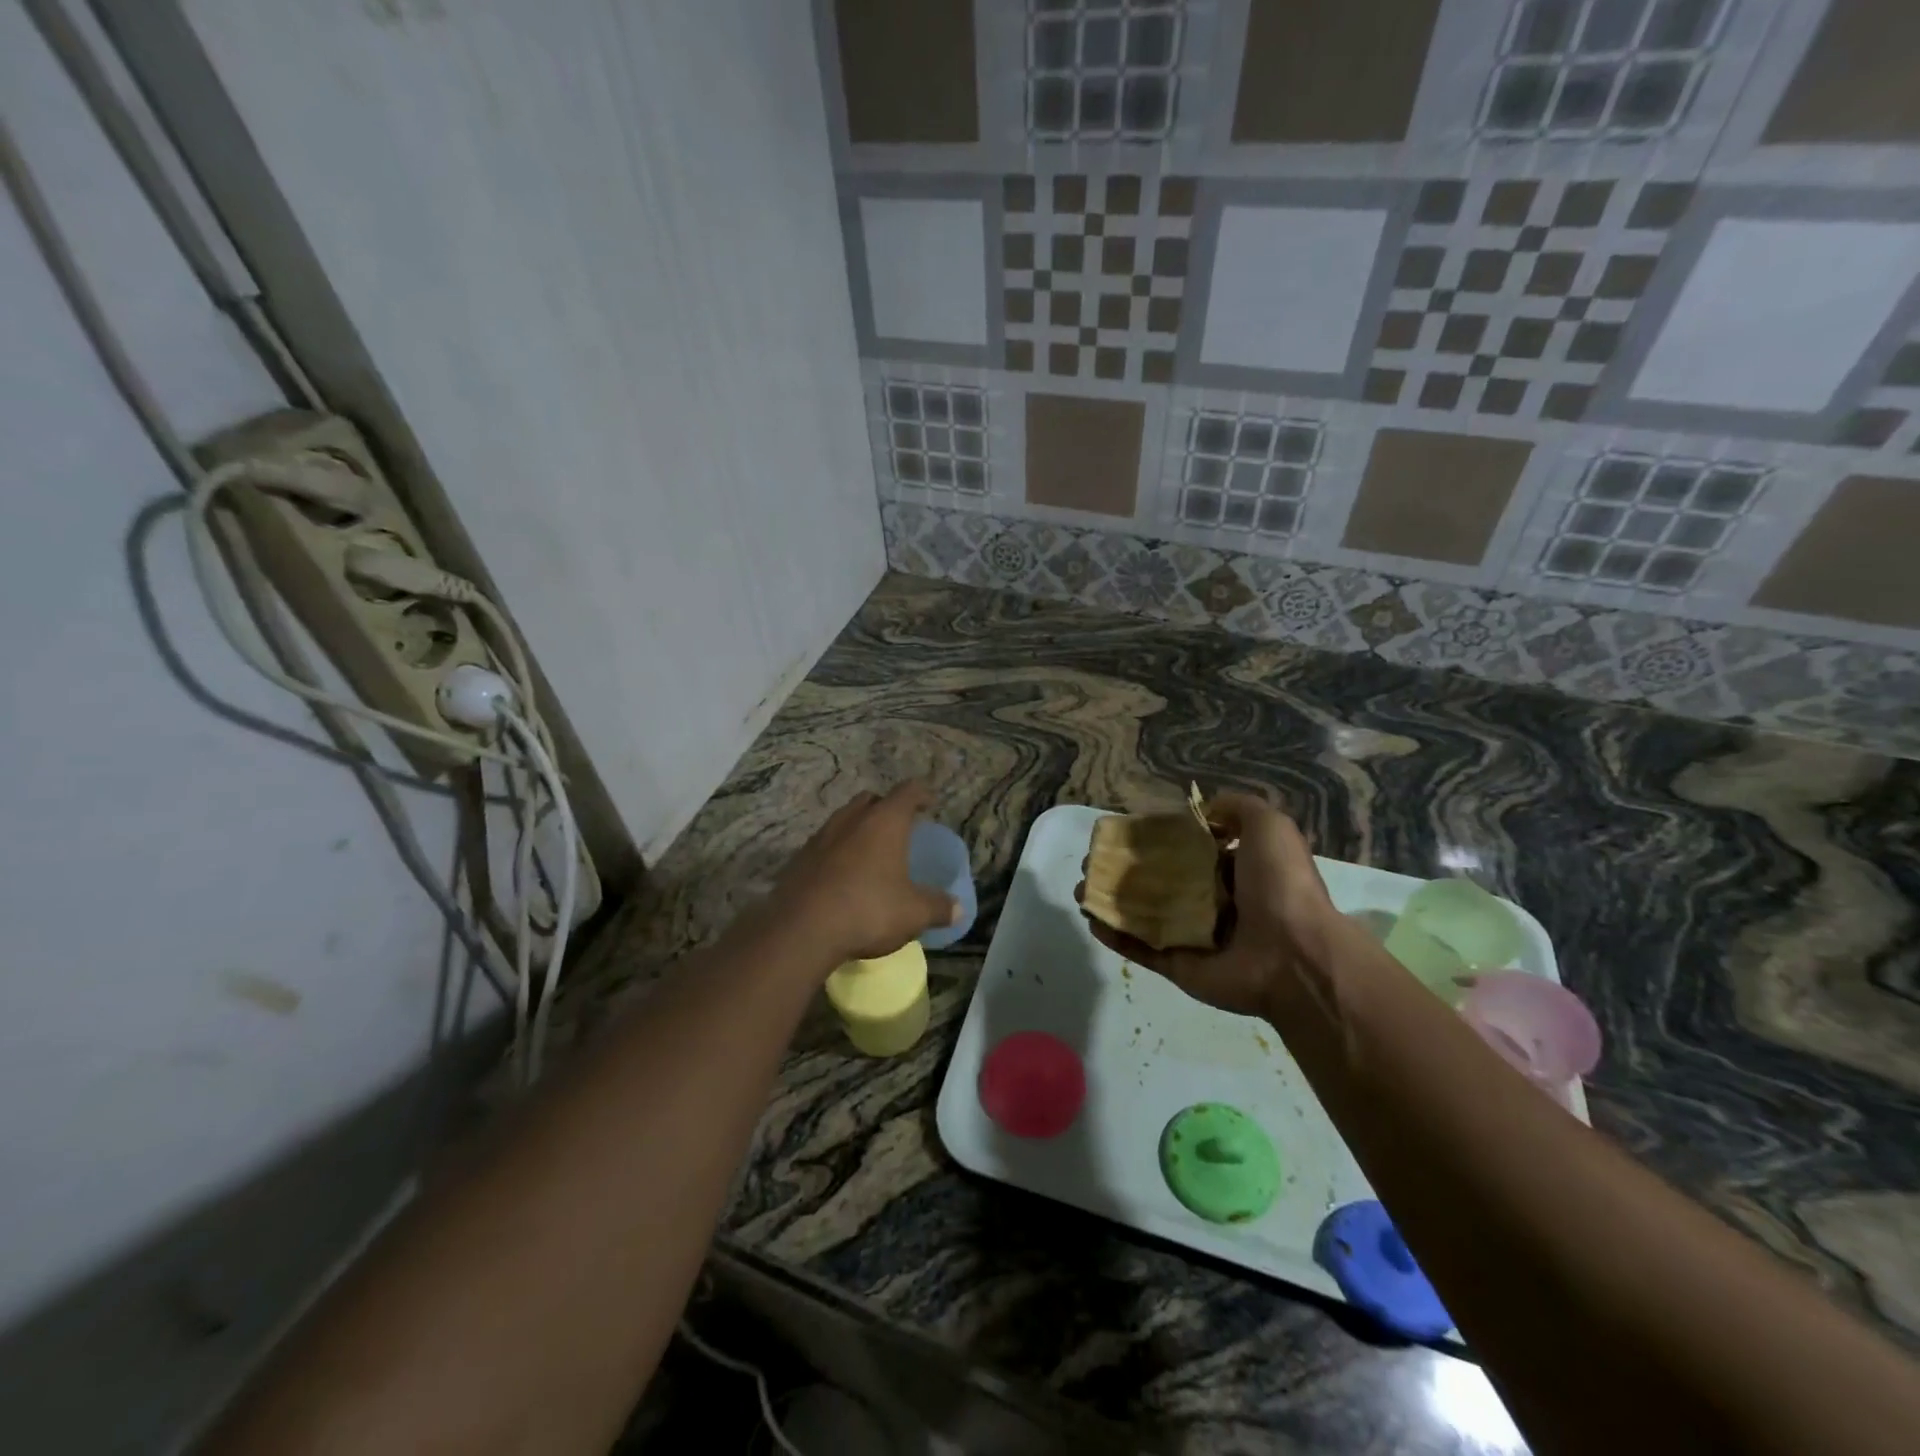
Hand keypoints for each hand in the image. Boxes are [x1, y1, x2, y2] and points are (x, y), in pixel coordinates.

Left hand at [766, 782, 961, 968]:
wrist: (801, 930)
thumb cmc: (868, 910)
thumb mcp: (913, 913)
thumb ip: (938, 907)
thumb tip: (958, 909)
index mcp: (884, 821)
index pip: (907, 792)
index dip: (921, 794)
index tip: (929, 804)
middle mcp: (851, 819)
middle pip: (871, 800)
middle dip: (886, 808)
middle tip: (899, 827)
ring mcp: (821, 836)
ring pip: (844, 819)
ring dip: (858, 828)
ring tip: (870, 852)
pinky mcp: (799, 858)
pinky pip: (825, 844)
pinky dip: (838, 851)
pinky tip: (843, 875)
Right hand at [1080, 792, 1336, 1018]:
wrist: (1293, 955)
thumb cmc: (1281, 885)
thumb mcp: (1270, 826)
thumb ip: (1237, 808)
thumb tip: (1203, 810)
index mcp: (1234, 871)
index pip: (1187, 850)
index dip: (1156, 839)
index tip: (1125, 831)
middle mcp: (1212, 902)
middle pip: (1158, 881)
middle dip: (1124, 870)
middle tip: (1094, 860)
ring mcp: (1192, 936)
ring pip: (1142, 914)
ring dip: (1110, 899)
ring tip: (1082, 886)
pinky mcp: (1178, 965)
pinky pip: (1140, 948)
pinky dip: (1114, 934)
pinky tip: (1090, 917)